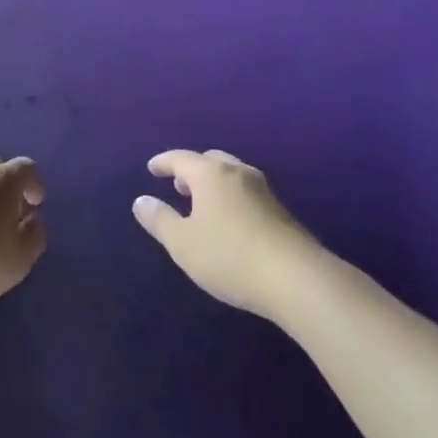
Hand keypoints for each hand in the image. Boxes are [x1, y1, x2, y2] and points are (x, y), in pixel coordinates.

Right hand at [133, 150, 319, 319]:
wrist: (296, 279)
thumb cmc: (229, 256)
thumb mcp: (183, 243)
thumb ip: (160, 220)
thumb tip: (141, 201)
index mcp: (211, 174)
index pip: (181, 158)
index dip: (164, 162)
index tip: (152, 168)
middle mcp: (238, 173)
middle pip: (210, 161)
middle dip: (192, 170)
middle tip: (179, 185)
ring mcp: (264, 190)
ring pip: (232, 175)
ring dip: (214, 183)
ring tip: (203, 203)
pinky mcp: (281, 212)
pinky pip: (247, 193)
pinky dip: (232, 197)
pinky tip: (231, 221)